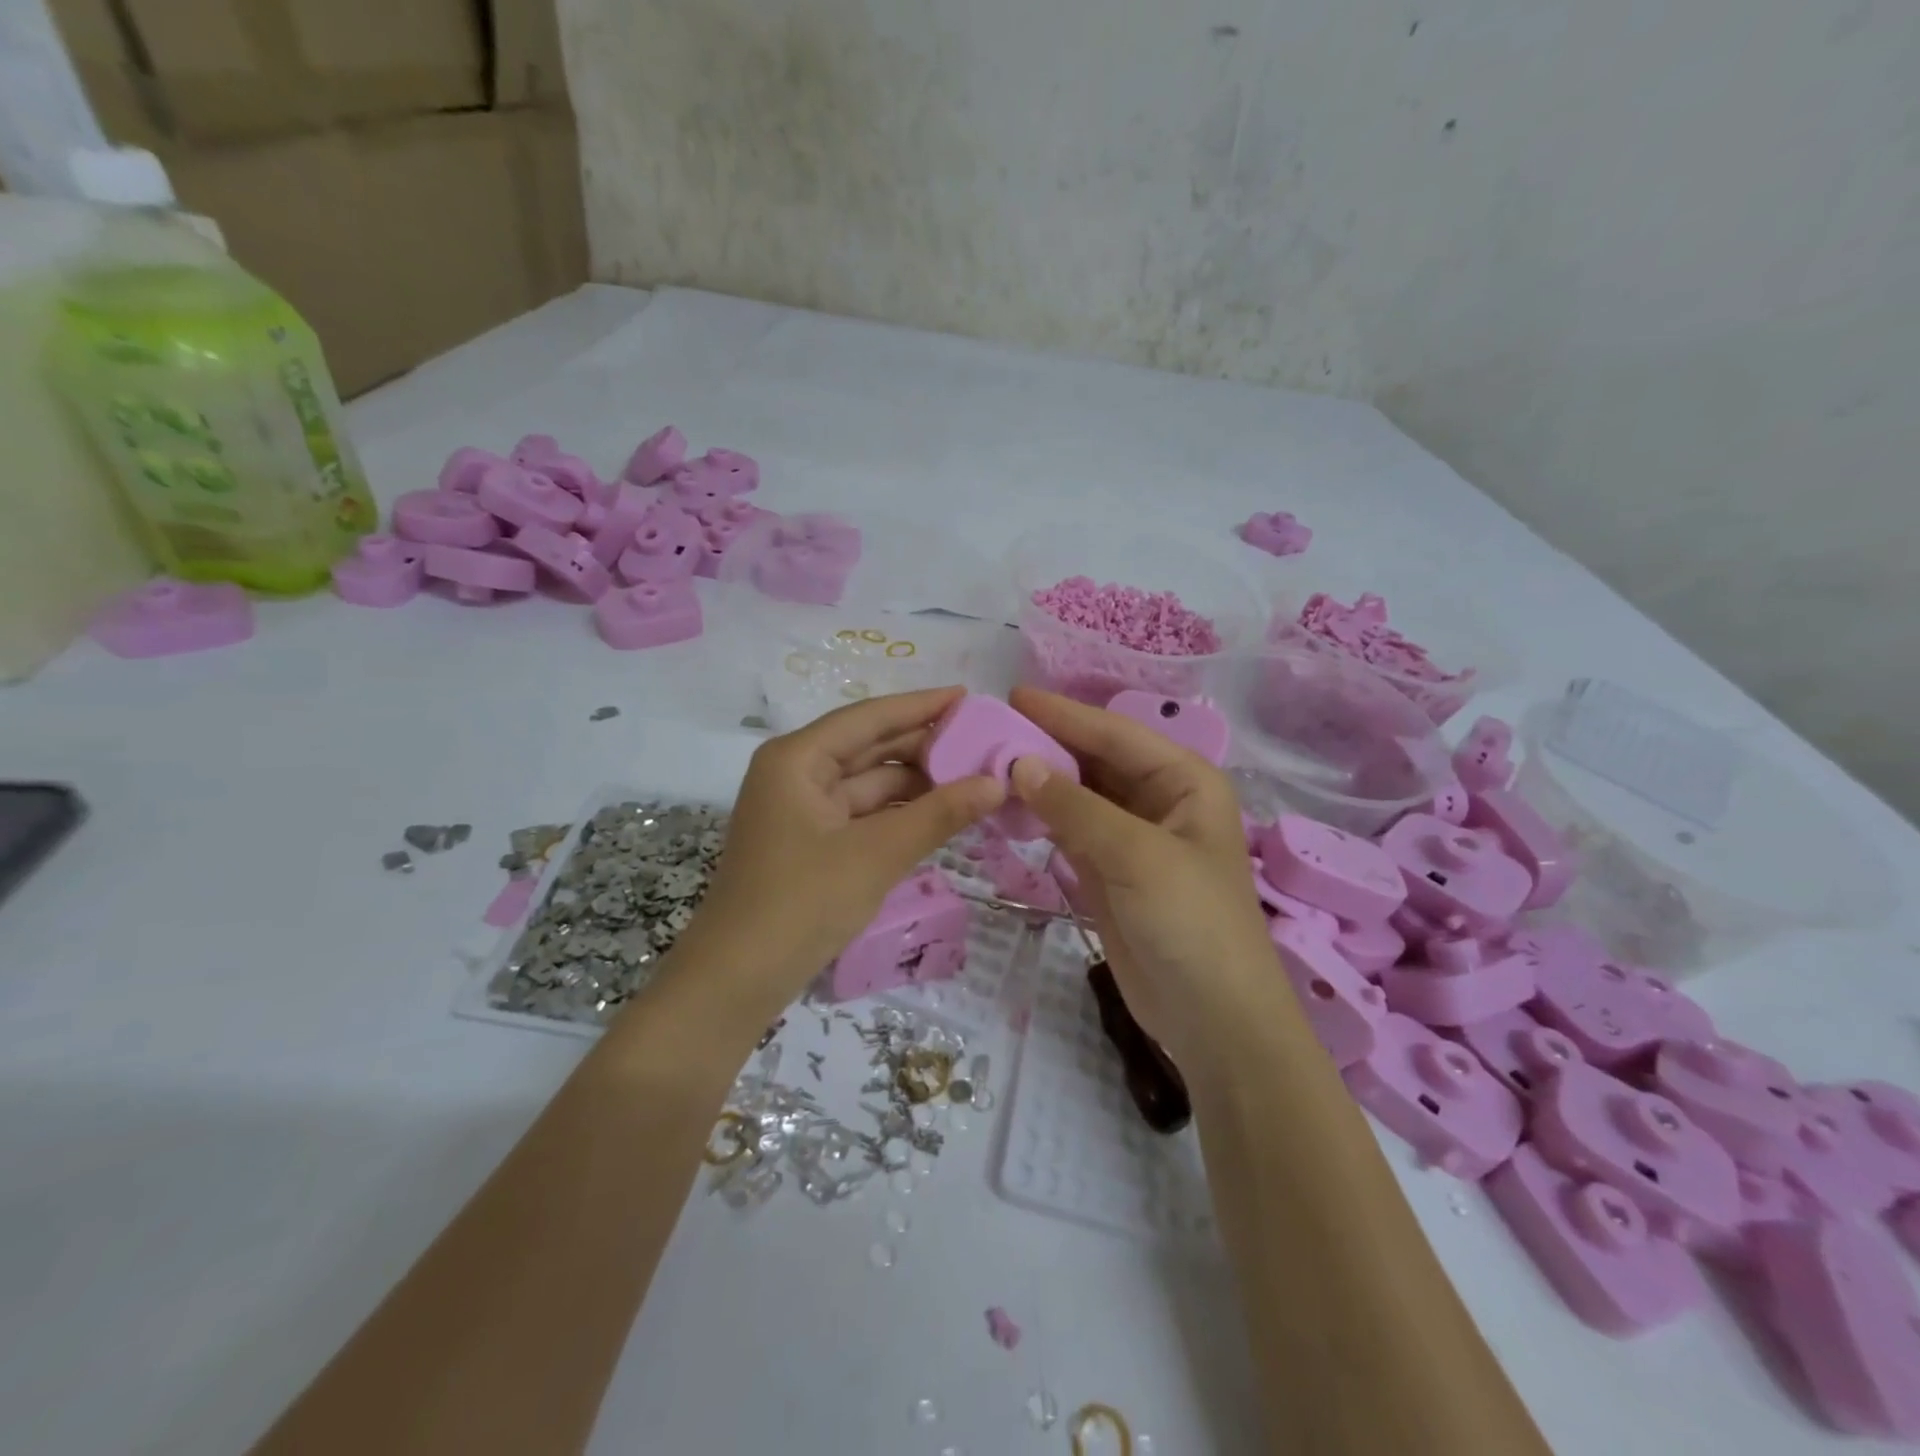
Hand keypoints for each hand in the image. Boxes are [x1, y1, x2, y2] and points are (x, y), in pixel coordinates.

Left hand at [673, 688, 1003, 1024]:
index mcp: (798, 759)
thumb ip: (939, 814)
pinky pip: (863, 815)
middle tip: (983, 743)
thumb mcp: (878, 853)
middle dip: (924, 747)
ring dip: (917, 785)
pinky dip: (899, 815)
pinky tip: (941, 815)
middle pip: (869, 748)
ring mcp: (802, 811)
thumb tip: (997, 783)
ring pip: (869, 785)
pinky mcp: (811, 844)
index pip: (869, 717)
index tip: (968, 697)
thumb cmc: (802, 902)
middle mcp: (797, 774)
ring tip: (974, 780)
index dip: (921, 706)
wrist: (738, 980)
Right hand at [1006, 687, 1290, 1070]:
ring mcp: (1132, 837)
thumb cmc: (1191, 922)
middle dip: (1046, 746)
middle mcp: (1158, 800)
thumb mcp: (1136, 856)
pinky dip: (1040, 819)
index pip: (1114, 734)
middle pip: (1094, 760)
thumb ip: (1075, 808)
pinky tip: (1005, 809)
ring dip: (1038, 783)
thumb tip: (1019, 764)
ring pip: (1078, 795)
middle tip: (988, 731)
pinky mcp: (1109, 871)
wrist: (1212, 1017)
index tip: (1011, 696)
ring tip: (986, 764)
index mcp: (1183, 780)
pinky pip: (1069, 831)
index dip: (1063, 714)